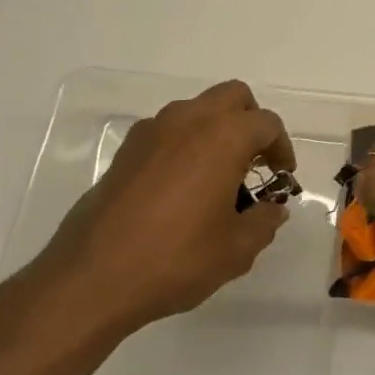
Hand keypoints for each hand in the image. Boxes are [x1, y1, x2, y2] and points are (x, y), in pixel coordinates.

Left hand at [7, 81, 295, 356]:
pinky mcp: (126, 150)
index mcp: (224, 137)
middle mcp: (189, 121)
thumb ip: (264, 223)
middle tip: (255, 162)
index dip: (282, 148)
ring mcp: (153, 131)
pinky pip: (168, 130)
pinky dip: (185, 143)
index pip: (266, 124)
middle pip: (233, 97)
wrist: (93, 278)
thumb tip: (273, 210)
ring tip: (218, 176)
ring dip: (217, 130)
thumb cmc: (176, 259)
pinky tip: (182, 186)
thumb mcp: (236, 250)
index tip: (281, 176)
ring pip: (198, 109)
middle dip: (251, 122)